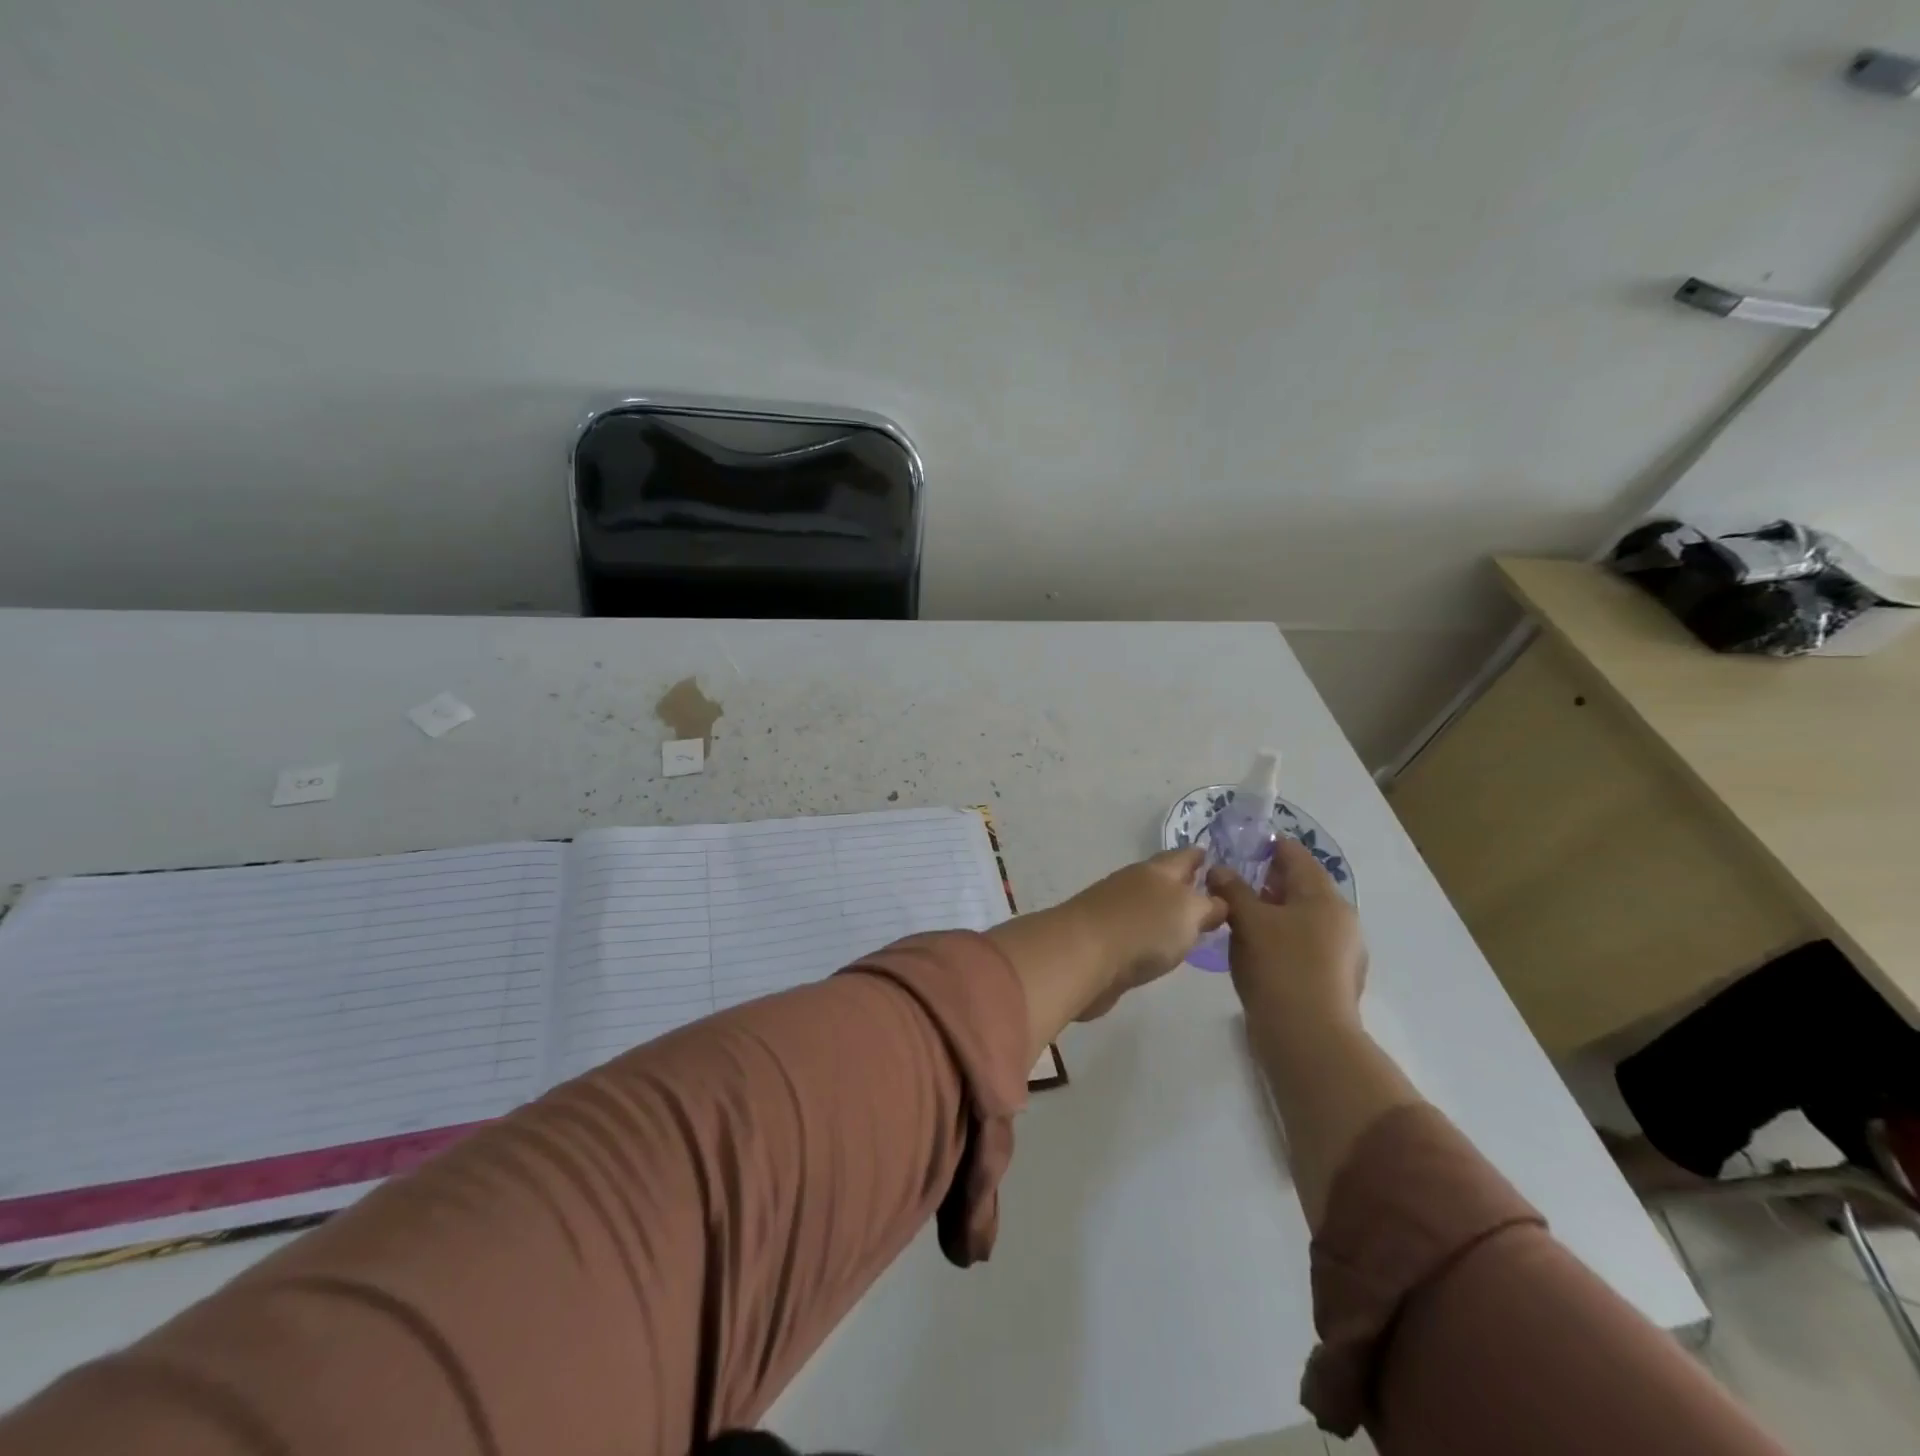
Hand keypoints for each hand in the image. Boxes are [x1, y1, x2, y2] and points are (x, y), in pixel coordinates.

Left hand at [1064, 847, 1227, 1019]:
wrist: (1082, 957)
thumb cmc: (1143, 928)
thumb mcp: (1188, 912)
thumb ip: (1208, 905)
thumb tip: (1216, 901)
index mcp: (1156, 871)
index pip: (1183, 856)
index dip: (1198, 856)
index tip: (1211, 856)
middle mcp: (1133, 883)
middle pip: (1162, 878)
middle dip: (1182, 882)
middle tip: (1205, 892)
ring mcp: (1113, 909)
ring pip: (1147, 903)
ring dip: (1164, 908)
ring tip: (1186, 921)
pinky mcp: (1102, 937)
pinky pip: (1133, 928)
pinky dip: (1148, 932)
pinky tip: (1157, 945)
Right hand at [1208, 837, 1366, 1034]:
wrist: (1308, 1039)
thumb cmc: (1279, 966)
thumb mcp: (1248, 921)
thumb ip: (1233, 889)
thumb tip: (1220, 869)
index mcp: (1325, 897)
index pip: (1296, 855)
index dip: (1267, 846)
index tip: (1238, 845)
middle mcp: (1340, 920)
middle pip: (1300, 887)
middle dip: (1266, 880)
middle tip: (1229, 879)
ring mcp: (1339, 952)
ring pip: (1300, 917)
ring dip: (1270, 911)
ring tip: (1234, 914)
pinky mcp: (1330, 979)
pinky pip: (1301, 944)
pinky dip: (1278, 937)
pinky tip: (1253, 948)